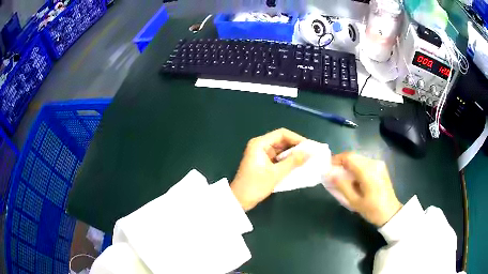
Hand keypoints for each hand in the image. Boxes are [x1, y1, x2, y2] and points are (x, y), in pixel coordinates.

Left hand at [231, 128, 307, 210]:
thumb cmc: (255, 186)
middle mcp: (260, 145)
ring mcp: (261, 154)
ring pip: (280, 150)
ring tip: (307, 159)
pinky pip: (277, 158)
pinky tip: (297, 165)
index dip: (297, 138)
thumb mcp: (276, 173)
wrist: (239, 200)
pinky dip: (287, 161)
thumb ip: (293, 161)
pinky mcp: (262, 162)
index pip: (282, 134)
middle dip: (296, 147)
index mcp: (260, 144)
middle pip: (281, 141)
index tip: (310, 146)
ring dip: (292, 154)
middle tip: (310, 153)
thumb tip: (310, 152)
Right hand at [330, 153, 402, 226]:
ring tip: (342, 177)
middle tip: (333, 173)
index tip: (327, 167)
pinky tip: (354, 178)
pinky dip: (356, 167)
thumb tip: (329, 173)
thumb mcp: (354, 201)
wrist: (390, 213)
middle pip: (354, 156)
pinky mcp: (381, 167)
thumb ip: (342, 186)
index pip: (349, 157)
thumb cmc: (372, 210)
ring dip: (349, 165)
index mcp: (368, 171)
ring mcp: (379, 164)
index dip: (336, 159)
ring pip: (359, 159)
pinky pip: (365, 162)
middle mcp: (374, 163)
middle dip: (342, 162)